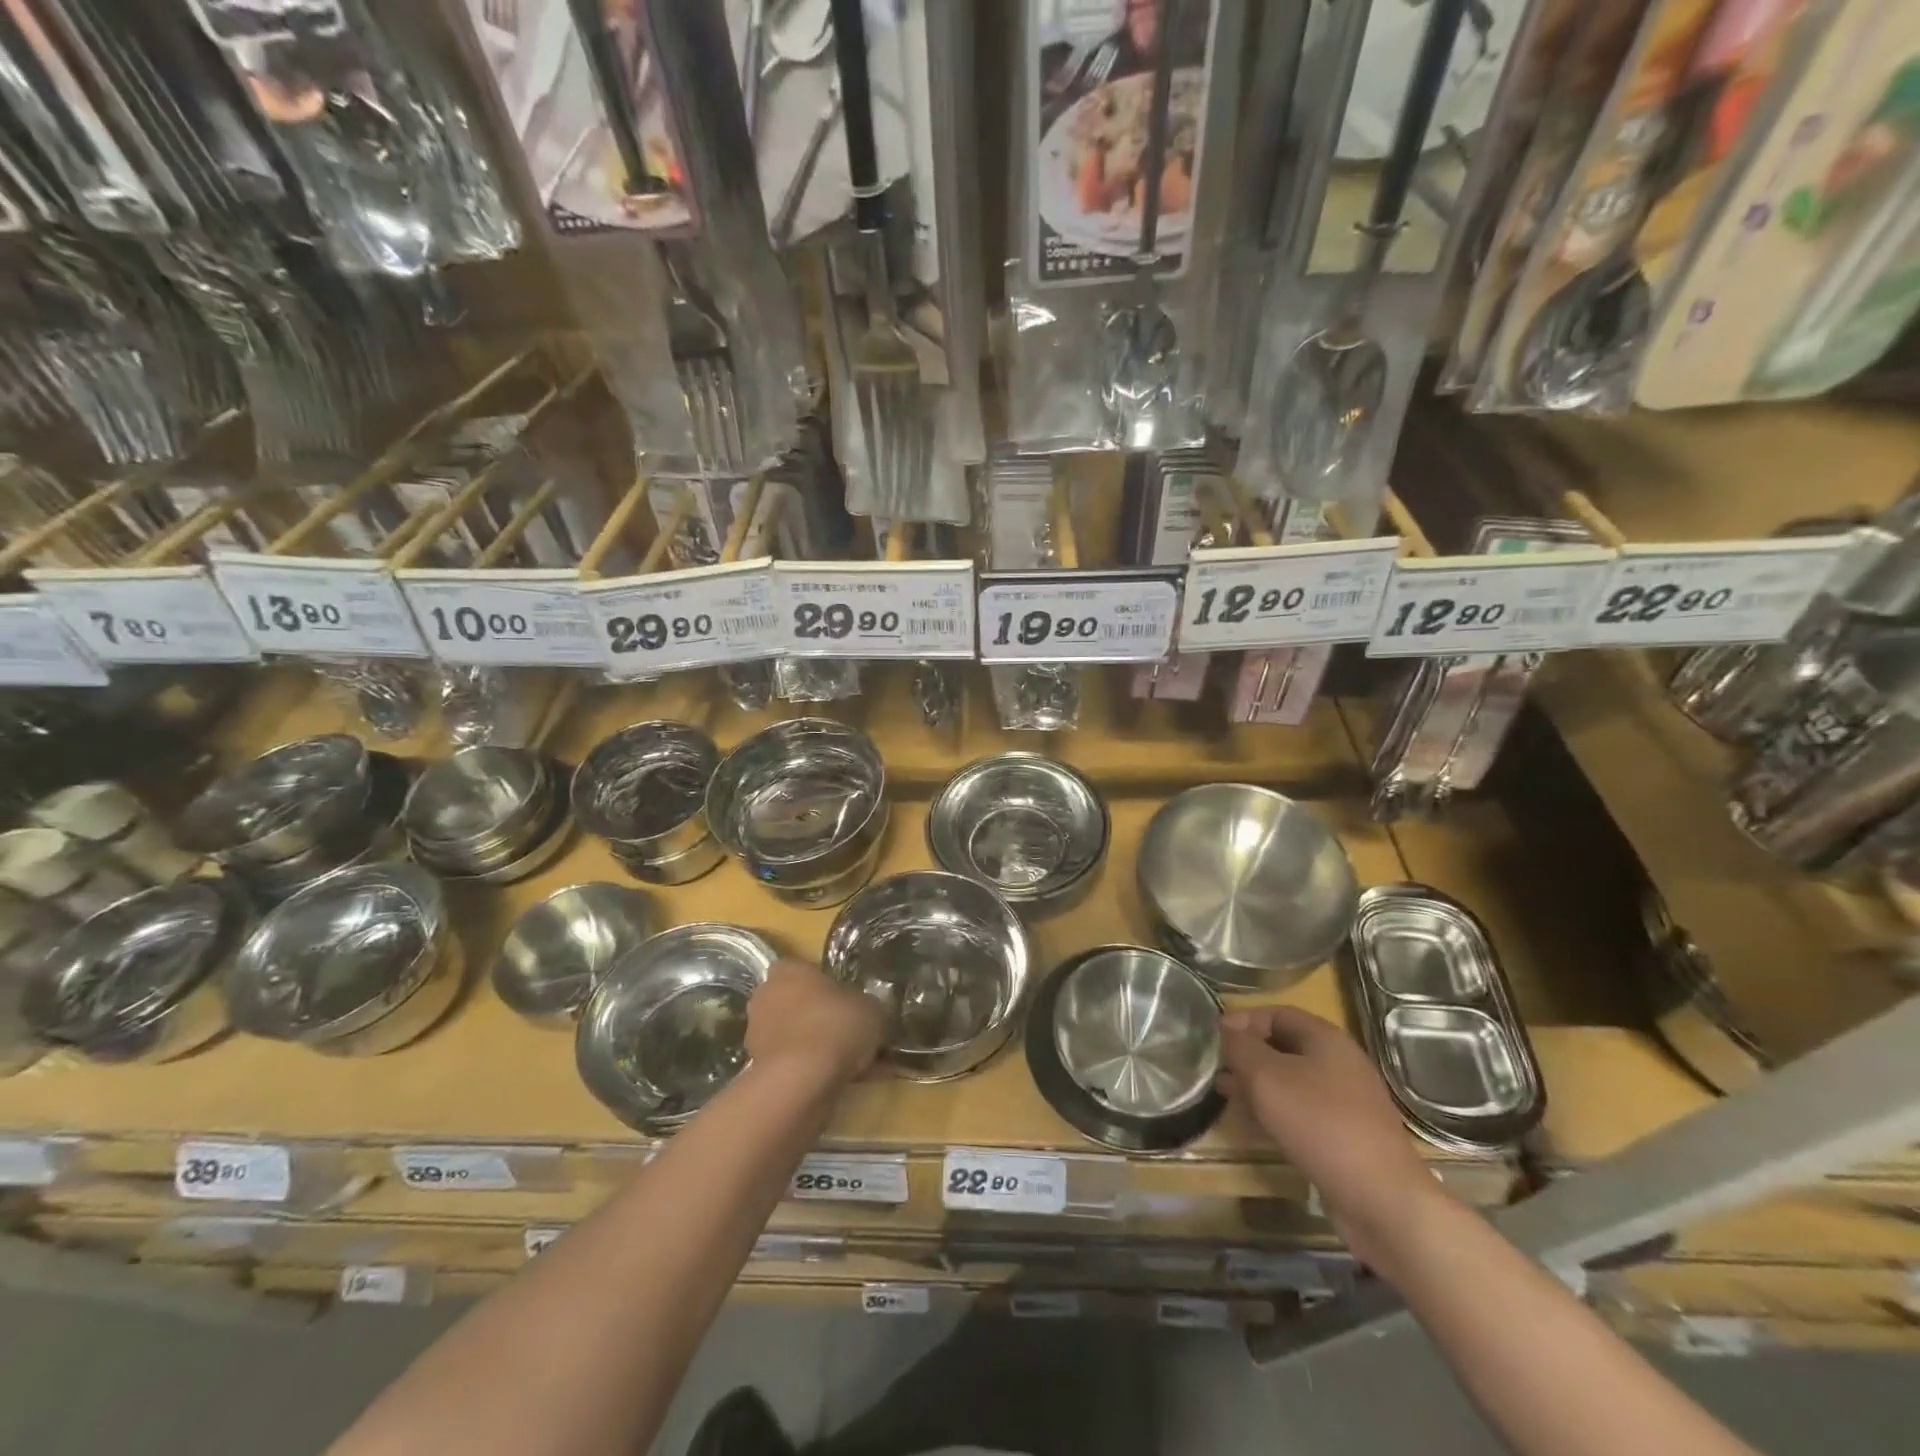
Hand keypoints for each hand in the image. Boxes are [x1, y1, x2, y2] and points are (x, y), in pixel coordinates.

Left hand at [746, 959, 887, 1085]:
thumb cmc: (835, 1025)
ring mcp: (756, 1034)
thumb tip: (867, 1010)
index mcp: (788, 970)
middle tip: (848, 1033)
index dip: (827, 987)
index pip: (806, 970)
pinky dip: (809, 1072)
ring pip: (793, 1036)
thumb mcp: (871, 1008)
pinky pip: (791, 1064)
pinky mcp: (757, 1069)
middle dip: (818, 1017)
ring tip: (848, 1065)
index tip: (847, 1002)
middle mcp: (765, 996)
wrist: (802, 1080)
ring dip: (814, 1047)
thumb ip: (867, 1005)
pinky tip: (837, 1083)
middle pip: (796, 1003)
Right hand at [1218, 1007, 1449, 1277]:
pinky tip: (1254, 1125)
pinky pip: (1303, 1112)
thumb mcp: (1266, 1077)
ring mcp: (1347, 1102)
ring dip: (1257, 1085)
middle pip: (1285, 1047)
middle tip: (1218, 1068)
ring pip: (1292, 1082)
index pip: (1277, 1013)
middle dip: (1248, 1055)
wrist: (1381, 1198)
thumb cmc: (1319, 1122)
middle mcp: (1340, 1064)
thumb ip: (1241, 1048)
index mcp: (1326, 1039)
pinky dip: (1276, 1111)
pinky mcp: (1347, 1136)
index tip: (1216, 1036)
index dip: (1244, 1019)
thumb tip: (1227, 1029)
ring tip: (1227, 1095)